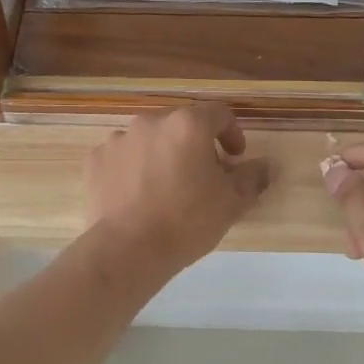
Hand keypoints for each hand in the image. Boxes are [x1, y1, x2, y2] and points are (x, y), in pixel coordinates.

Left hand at [85, 104, 271, 273]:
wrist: (127, 250)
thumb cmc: (187, 221)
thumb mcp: (231, 203)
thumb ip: (252, 178)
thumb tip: (268, 165)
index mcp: (188, 124)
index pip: (219, 114)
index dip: (232, 133)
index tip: (235, 158)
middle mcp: (151, 122)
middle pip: (181, 125)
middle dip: (195, 145)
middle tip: (202, 176)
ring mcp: (118, 139)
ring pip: (149, 140)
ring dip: (162, 155)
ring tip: (166, 188)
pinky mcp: (95, 160)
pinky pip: (122, 157)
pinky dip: (132, 169)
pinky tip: (137, 196)